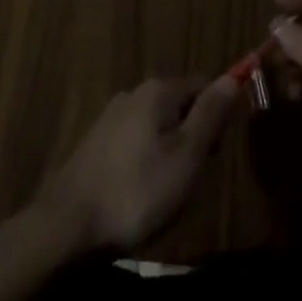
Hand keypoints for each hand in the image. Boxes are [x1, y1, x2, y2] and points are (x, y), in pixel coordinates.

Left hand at [33, 75, 238, 253]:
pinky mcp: (97, 142)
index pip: (204, 86)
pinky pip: (137, 144)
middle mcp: (134, 93)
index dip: (217, 118)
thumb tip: (232, 77)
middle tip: (190, 181)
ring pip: (159, 128)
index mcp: (159, 90)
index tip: (215, 156)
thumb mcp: (187, 155)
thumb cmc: (138, 190)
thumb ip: (211, 114)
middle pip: (181, 106)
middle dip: (193, 139)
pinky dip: (146, 164)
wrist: (69, 223)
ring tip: (165, 194)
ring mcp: (112, 117)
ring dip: (170, 154)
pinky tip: (140, 195)